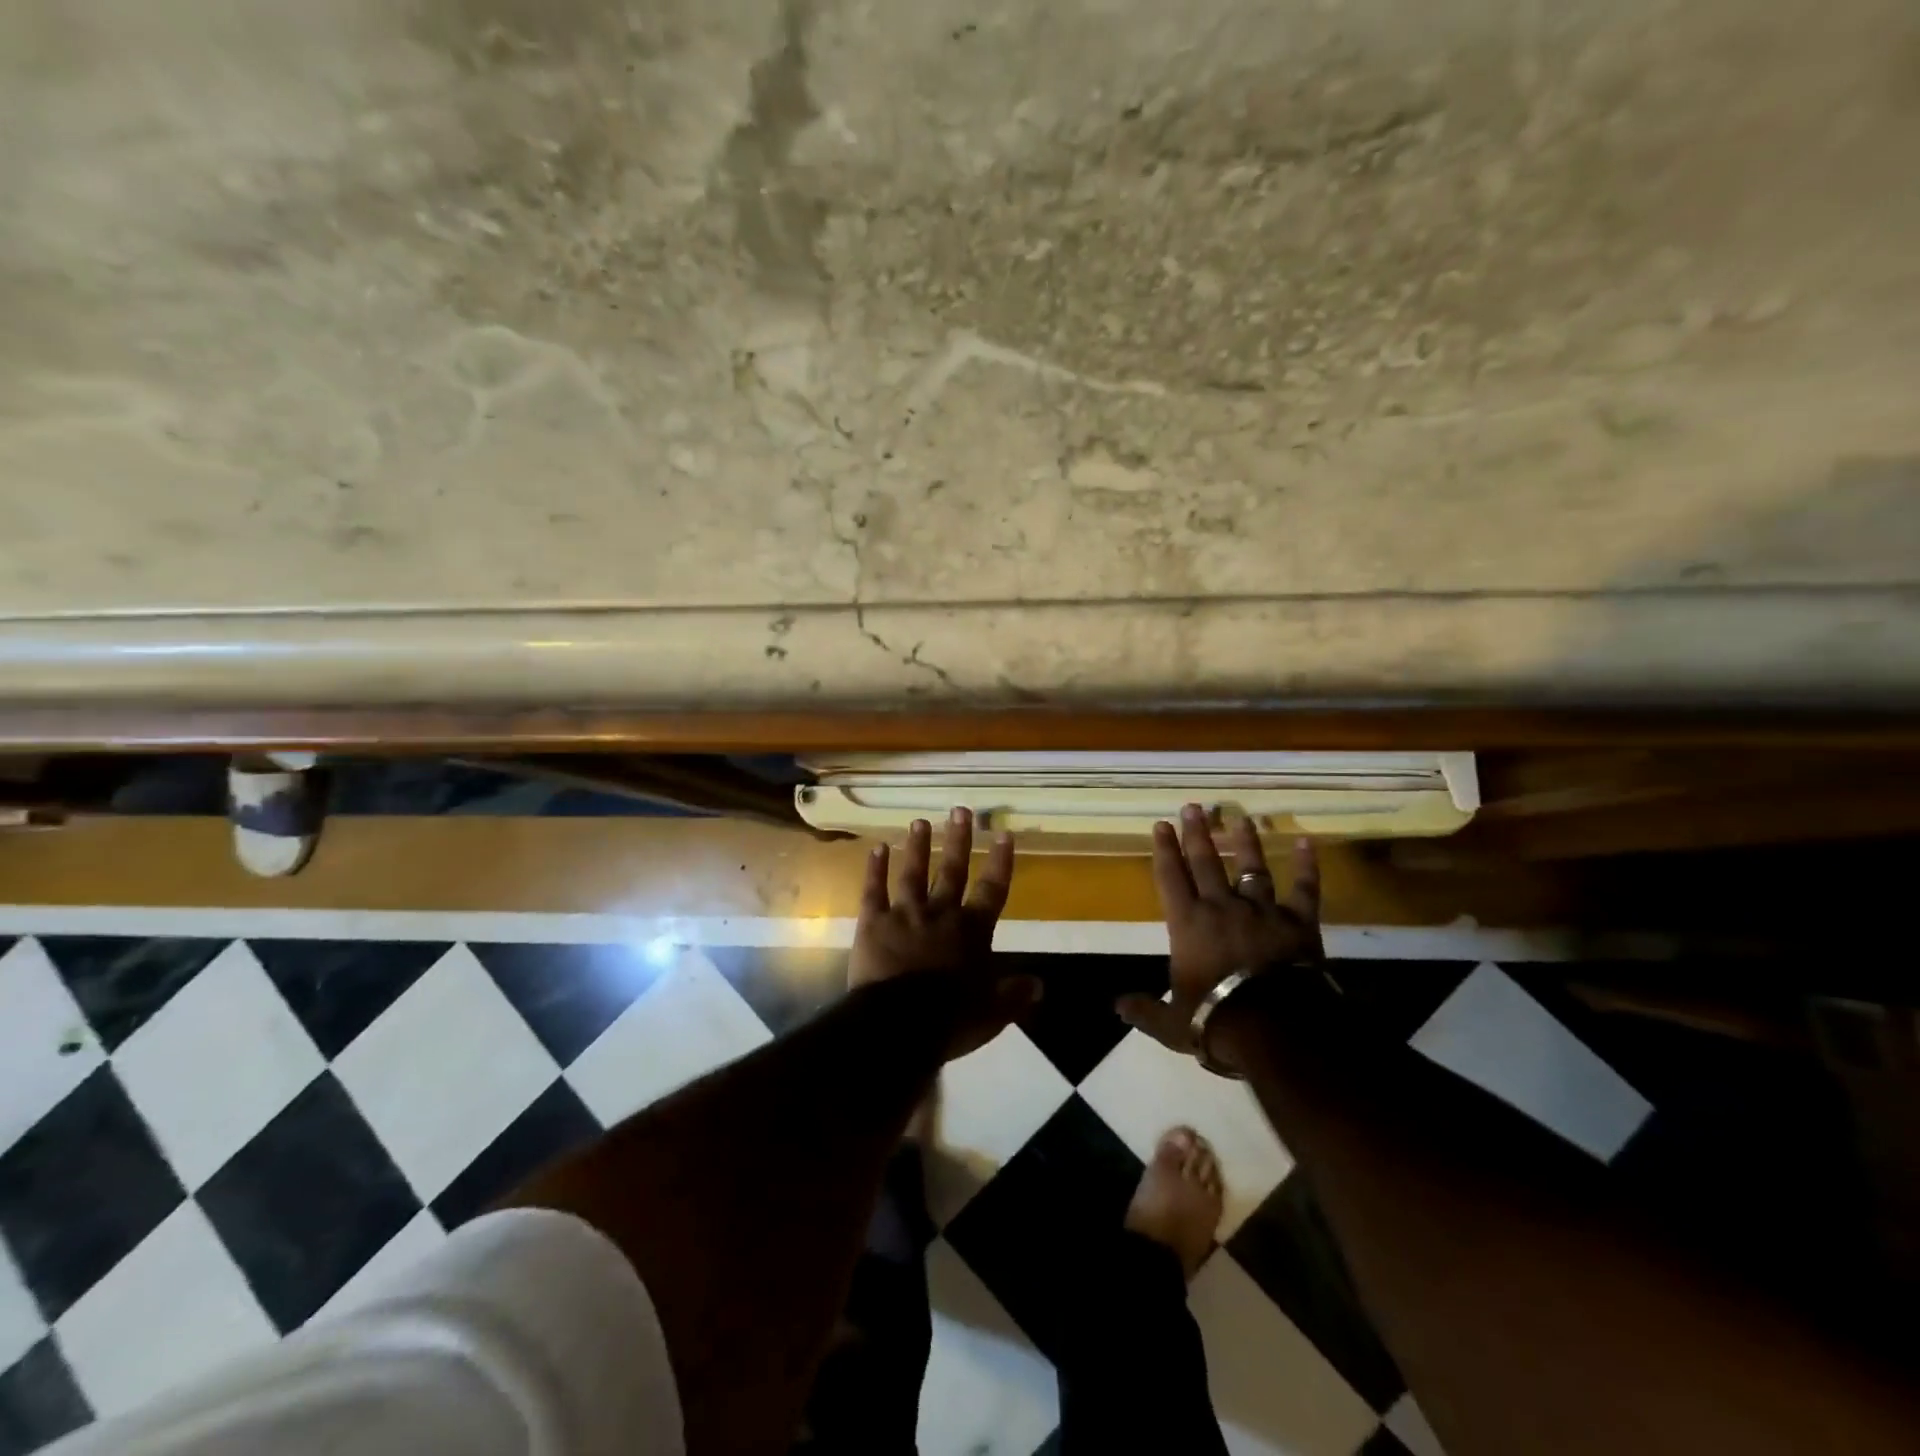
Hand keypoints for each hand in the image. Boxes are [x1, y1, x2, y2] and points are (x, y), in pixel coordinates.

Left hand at [850, 807, 1039, 1059]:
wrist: (898, 1025)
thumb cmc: (949, 1021)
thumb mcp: (991, 1013)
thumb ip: (1013, 995)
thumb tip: (1040, 984)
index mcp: (972, 931)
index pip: (992, 890)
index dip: (1000, 862)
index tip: (1004, 834)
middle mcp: (941, 913)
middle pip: (953, 870)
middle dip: (958, 840)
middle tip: (960, 810)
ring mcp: (905, 914)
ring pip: (913, 873)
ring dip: (918, 846)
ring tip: (920, 821)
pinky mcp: (873, 922)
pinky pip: (874, 891)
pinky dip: (875, 869)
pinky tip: (877, 848)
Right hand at [1116, 803, 1321, 1057]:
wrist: (1274, 1027)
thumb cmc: (1216, 1021)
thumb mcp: (1171, 1023)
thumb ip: (1145, 1010)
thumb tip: (1118, 1006)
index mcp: (1188, 925)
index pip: (1171, 878)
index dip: (1164, 850)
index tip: (1161, 824)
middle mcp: (1222, 907)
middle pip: (1206, 862)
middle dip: (1197, 833)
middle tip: (1193, 806)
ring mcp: (1262, 911)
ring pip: (1251, 867)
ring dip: (1245, 841)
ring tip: (1240, 817)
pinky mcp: (1298, 922)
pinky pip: (1305, 889)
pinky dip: (1308, 866)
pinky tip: (1308, 842)